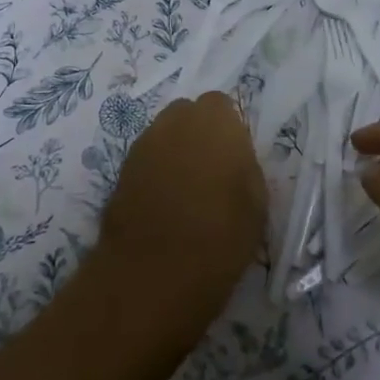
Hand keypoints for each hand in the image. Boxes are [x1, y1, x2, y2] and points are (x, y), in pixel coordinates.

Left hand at [97, 92, 266, 331]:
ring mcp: (144, 142)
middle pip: (189, 114)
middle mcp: (176, 120)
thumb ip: (245, 168)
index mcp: (216, 122)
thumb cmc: (220, 239)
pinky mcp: (122, 168)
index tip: (234, 161)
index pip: (222, 106)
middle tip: (212, 172)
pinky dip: (156, 172)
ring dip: (176, 151)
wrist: (153, 273)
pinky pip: (147, 158)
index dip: (228, 131)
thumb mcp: (256, 205)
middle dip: (199, 134)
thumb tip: (233, 160)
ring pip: (165, 134)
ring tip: (186, 191)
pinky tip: (164, 204)